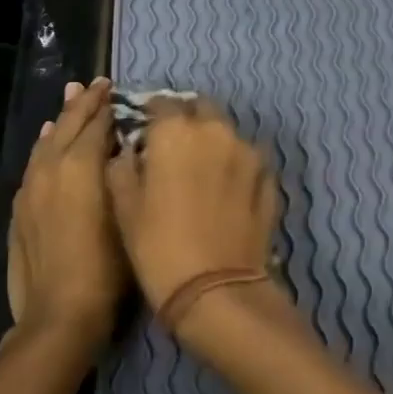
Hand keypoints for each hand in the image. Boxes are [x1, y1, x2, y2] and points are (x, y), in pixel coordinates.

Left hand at [4, 78, 122, 355]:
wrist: (60, 314)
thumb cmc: (108, 267)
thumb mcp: (127, 215)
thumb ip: (120, 174)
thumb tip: (119, 146)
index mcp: (79, 165)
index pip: (95, 123)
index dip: (107, 105)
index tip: (115, 88)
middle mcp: (51, 168)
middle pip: (67, 125)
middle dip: (82, 104)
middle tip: (95, 85)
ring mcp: (31, 188)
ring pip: (47, 141)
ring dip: (61, 120)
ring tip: (70, 101)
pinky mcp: (21, 209)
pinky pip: (34, 163)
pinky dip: (44, 145)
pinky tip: (47, 142)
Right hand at [106, 96, 278, 328]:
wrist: (216, 290)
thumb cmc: (158, 247)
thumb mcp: (124, 208)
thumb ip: (123, 167)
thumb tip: (129, 151)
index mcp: (176, 132)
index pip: (162, 103)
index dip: (151, 115)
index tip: (145, 130)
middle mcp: (216, 131)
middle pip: (202, 108)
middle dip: (188, 119)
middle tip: (175, 146)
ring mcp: (249, 153)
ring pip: (228, 132)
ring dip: (214, 141)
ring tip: (203, 169)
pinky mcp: (269, 179)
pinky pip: (249, 159)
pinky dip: (236, 165)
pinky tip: (227, 189)